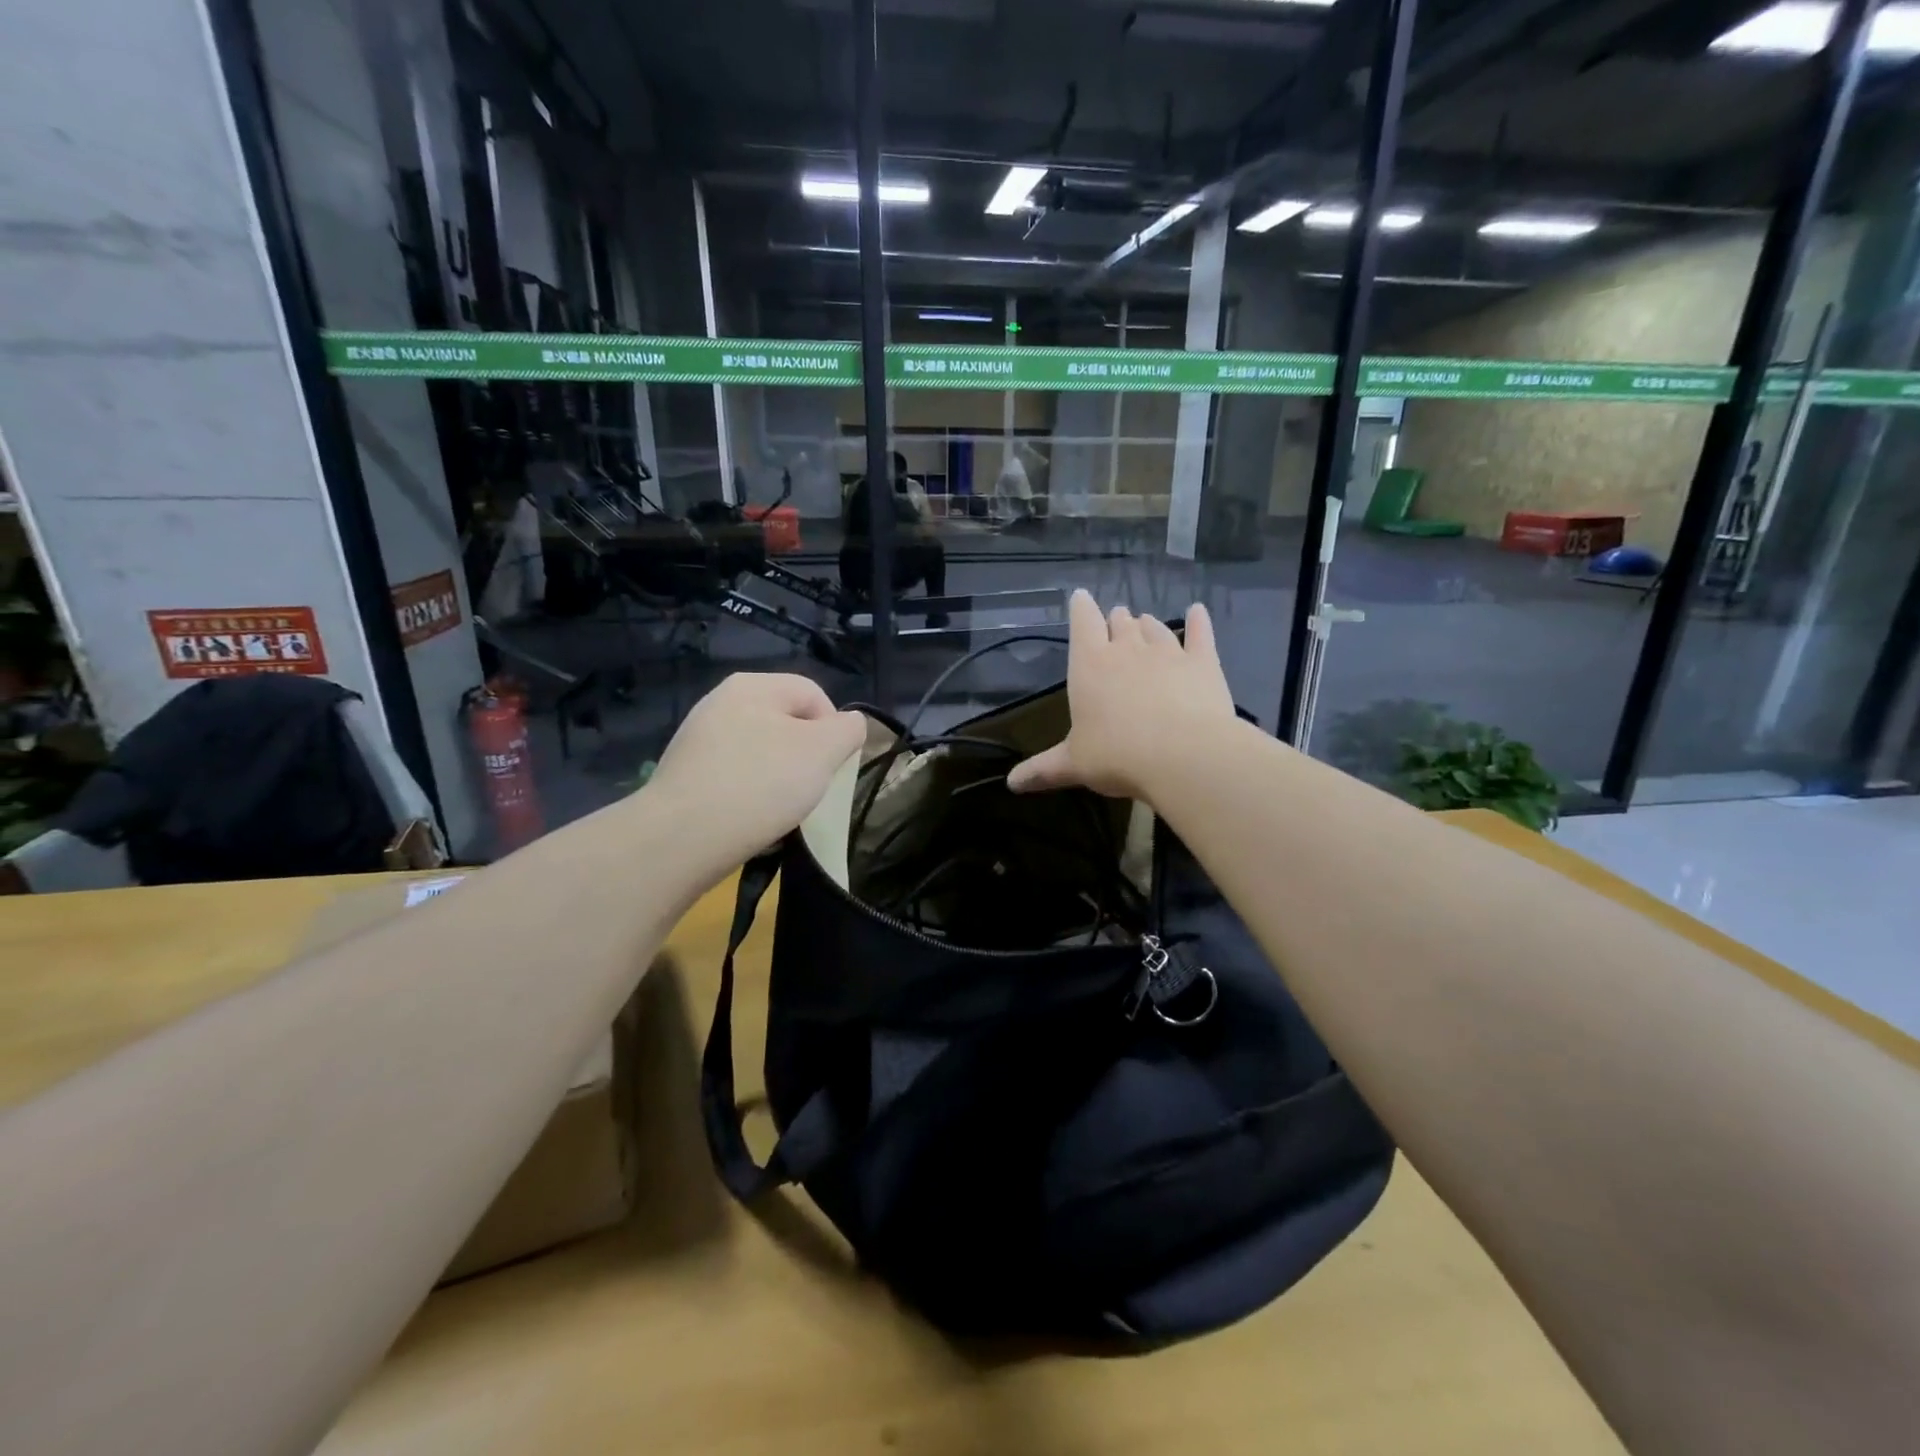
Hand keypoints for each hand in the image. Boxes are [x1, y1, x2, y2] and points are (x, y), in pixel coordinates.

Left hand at [648, 673, 866, 864]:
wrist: (681, 838)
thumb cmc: (760, 784)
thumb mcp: (822, 752)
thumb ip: (847, 730)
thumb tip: (849, 724)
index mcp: (753, 685)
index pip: (813, 694)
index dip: (835, 729)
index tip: (835, 768)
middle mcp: (721, 702)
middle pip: (785, 722)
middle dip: (806, 755)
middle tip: (810, 789)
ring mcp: (698, 738)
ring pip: (759, 751)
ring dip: (778, 777)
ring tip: (781, 809)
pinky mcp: (684, 773)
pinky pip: (733, 775)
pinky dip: (749, 793)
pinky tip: (751, 819)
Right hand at [1008, 590, 1236, 801]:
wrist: (1184, 756)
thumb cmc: (1117, 756)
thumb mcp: (1073, 765)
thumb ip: (1043, 769)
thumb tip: (1012, 783)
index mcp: (1090, 664)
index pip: (1082, 622)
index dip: (1080, 608)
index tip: (1080, 598)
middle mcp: (1127, 649)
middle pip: (1120, 622)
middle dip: (1116, 620)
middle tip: (1115, 623)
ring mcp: (1168, 652)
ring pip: (1155, 627)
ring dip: (1147, 625)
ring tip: (1145, 624)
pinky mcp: (1203, 662)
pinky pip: (1199, 634)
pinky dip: (1198, 621)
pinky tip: (1197, 611)